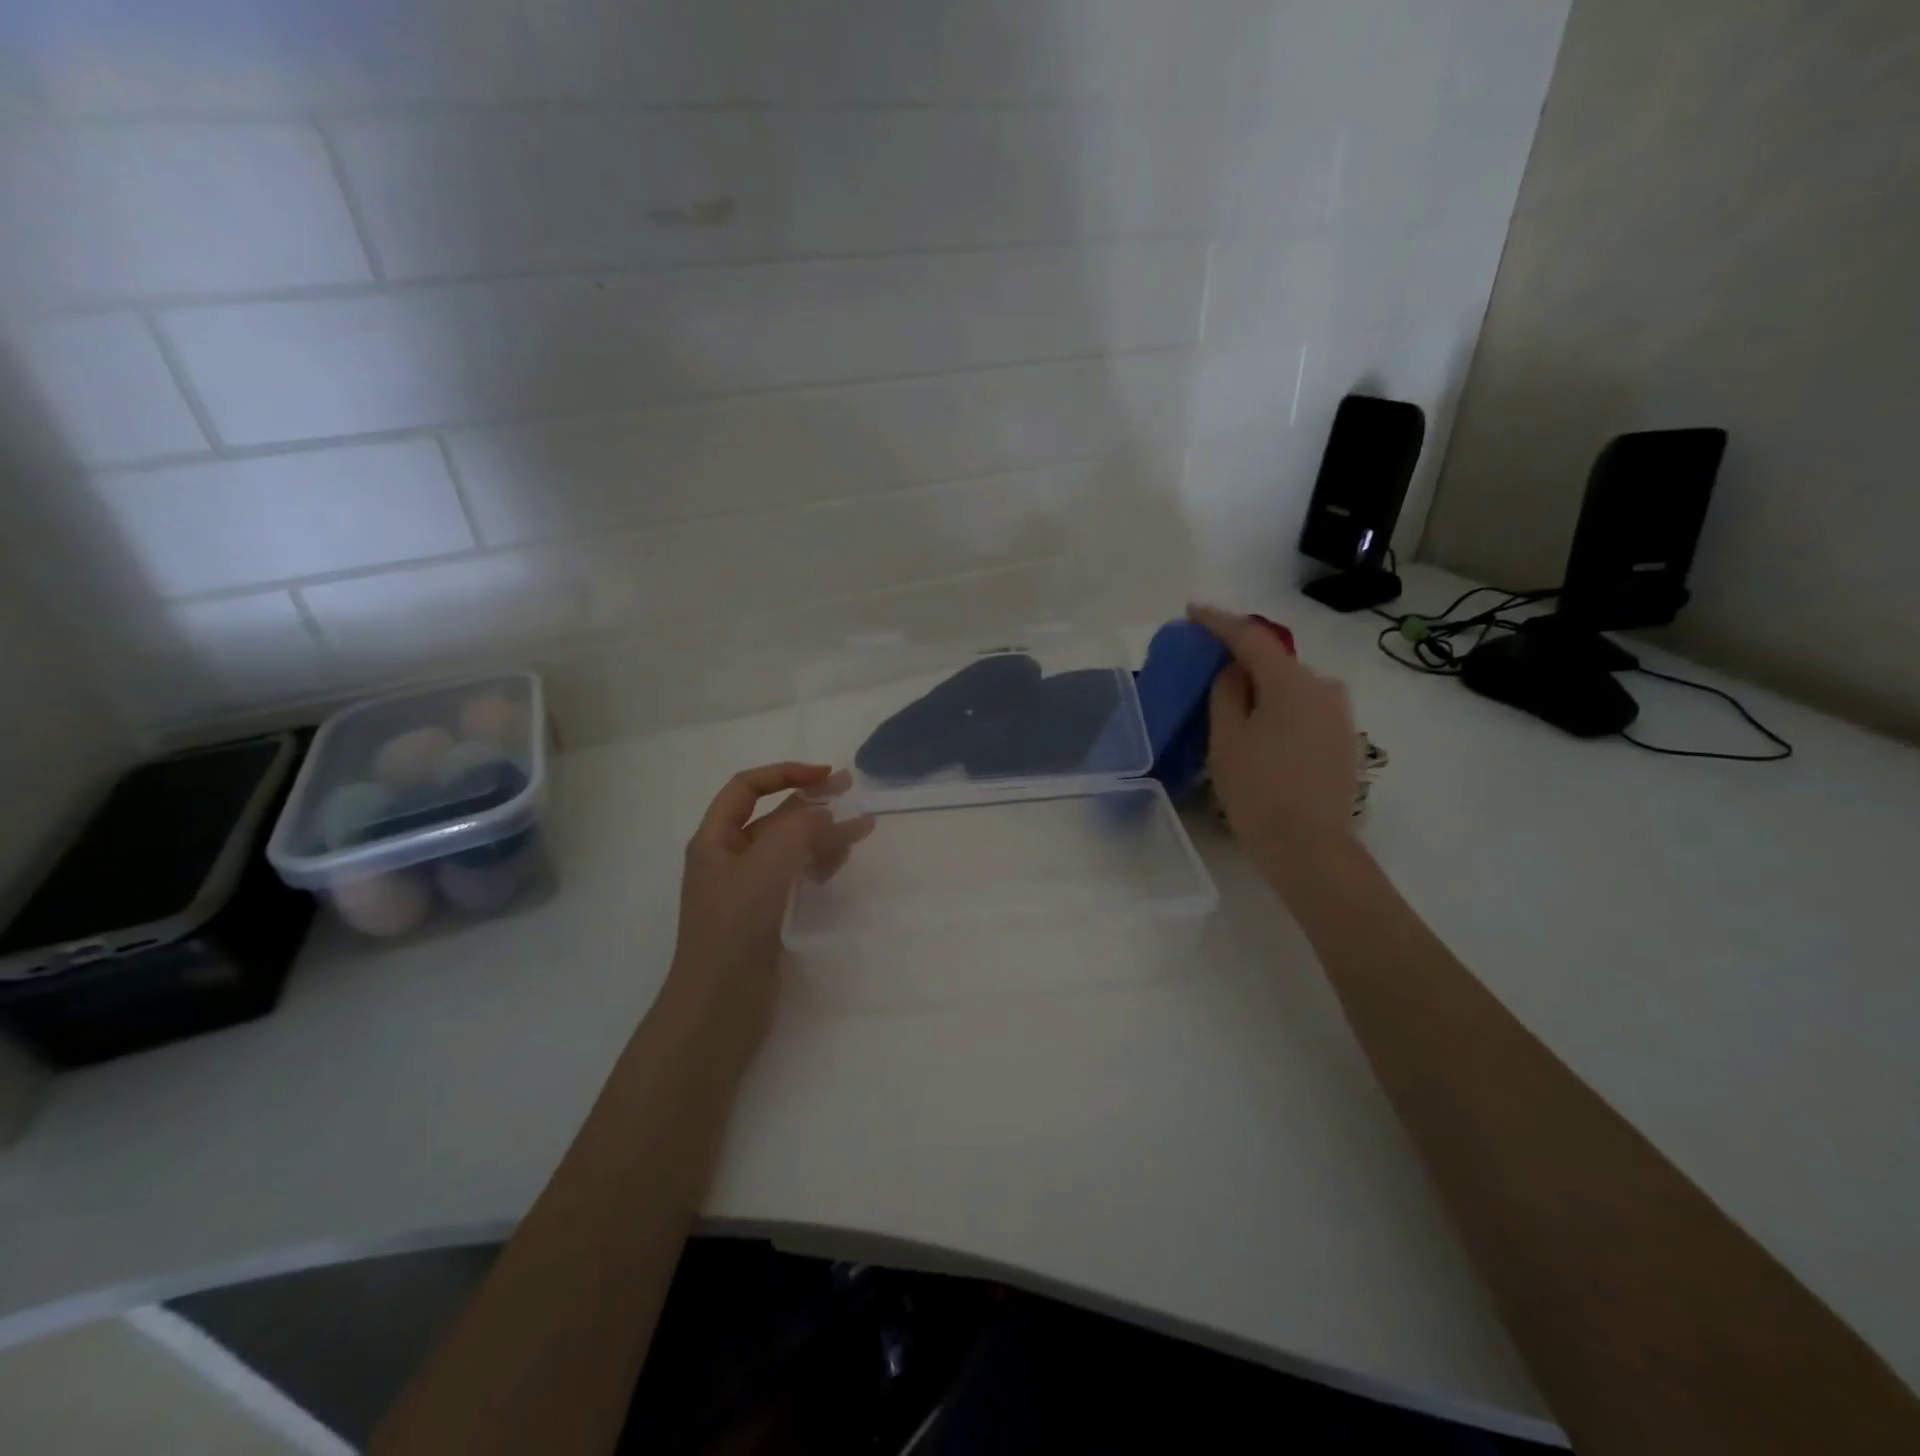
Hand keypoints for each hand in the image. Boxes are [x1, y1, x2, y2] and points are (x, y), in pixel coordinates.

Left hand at [667, 763, 873, 1030]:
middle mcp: (729, 859)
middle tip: (852, 792)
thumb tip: (826, 813)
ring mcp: (748, 889)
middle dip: (811, 802)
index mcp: (714, 840)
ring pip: (788, 847)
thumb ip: (799, 829)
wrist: (719, 1007)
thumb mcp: (767, 866)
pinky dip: (817, 863)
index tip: (825, 775)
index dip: (785, 773)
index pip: (747, 788)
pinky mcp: (765, 915)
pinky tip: (839, 861)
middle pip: (772, 817)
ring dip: (821, 834)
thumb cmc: (736, 928)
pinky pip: (794, 876)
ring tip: (860, 830)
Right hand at [1188, 605, 1360, 866]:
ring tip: (1232, 706)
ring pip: (1290, 687)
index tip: (1192, 611)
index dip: (1218, 621)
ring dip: (1261, 688)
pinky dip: (1278, 709)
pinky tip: (1261, 732)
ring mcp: (1339, 714)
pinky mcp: (1344, 739)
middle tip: (1207, 667)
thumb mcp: (1226, 737)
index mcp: (1291, 681)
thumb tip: (1234, 670)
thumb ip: (1226, 691)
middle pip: (1274, 661)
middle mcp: (1323, 686)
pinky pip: (1304, 709)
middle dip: (1240, 660)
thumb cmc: (1258, 789)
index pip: (1249, 637)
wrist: (1310, 848)